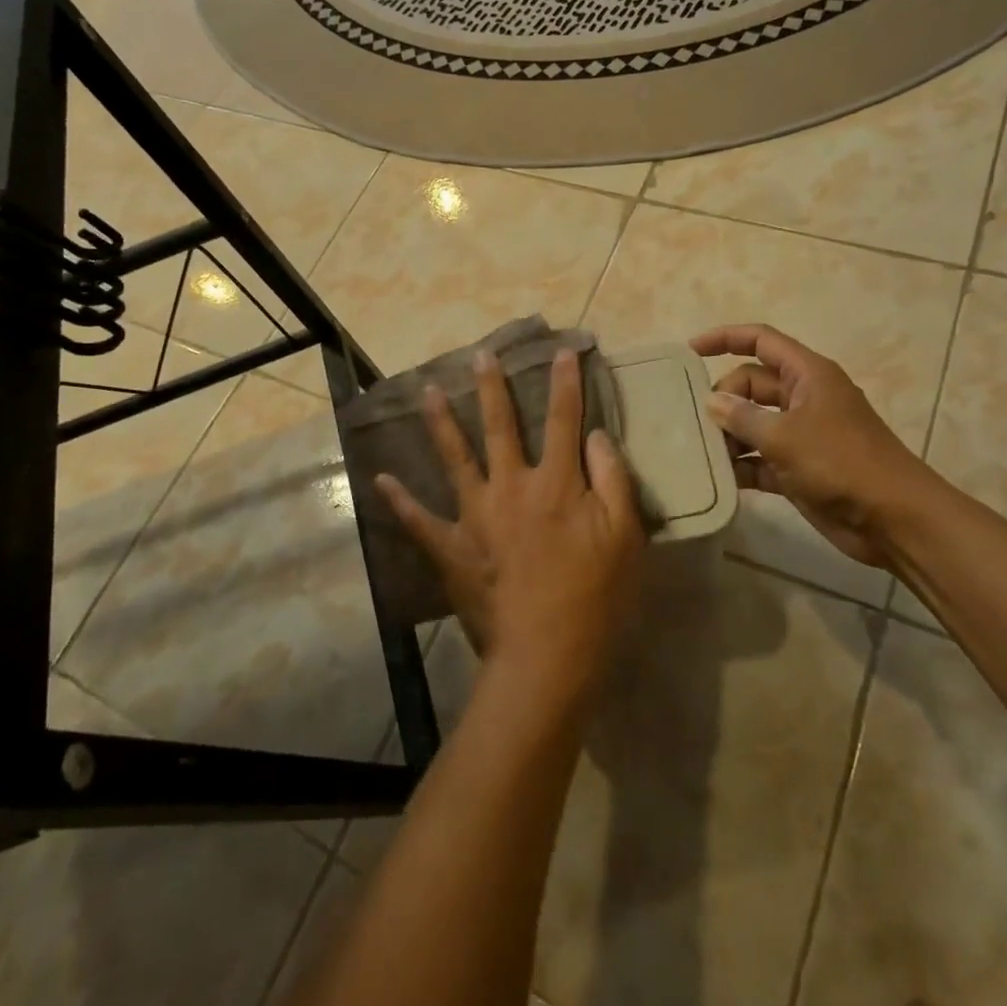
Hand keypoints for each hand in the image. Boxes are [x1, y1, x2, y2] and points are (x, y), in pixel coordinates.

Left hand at [375, 348, 646, 703]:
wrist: (546, 655)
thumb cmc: (594, 596)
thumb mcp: (625, 536)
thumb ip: (612, 479)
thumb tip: (596, 435)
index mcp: (556, 483)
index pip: (563, 419)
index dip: (565, 382)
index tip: (563, 350)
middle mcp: (511, 487)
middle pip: (500, 426)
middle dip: (491, 387)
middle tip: (480, 355)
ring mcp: (476, 515)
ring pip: (455, 457)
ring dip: (441, 422)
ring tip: (427, 390)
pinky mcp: (452, 547)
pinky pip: (420, 520)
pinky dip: (400, 500)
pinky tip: (381, 479)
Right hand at [691, 323, 944, 568]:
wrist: (893, 520)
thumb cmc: (842, 463)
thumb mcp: (786, 436)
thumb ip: (743, 417)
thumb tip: (712, 402)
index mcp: (807, 375)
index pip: (761, 341)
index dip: (725, 338)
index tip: (690, 350)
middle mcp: (803, 398)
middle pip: (751, 384)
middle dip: (723, 399)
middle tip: (696, 423)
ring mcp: (801, 435)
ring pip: (753, 423)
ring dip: (728, 435)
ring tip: (698, 451)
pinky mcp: (798, 469)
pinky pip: (759, 458)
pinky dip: (741, 465)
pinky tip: (717, 477)